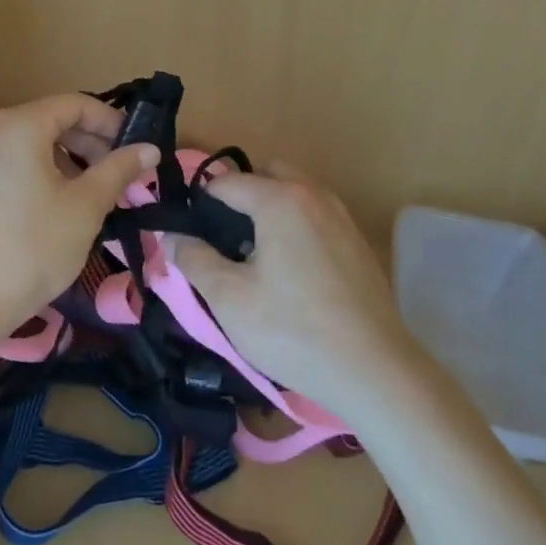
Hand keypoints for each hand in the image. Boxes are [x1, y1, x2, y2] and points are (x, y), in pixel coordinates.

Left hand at [0, 94, 158, 339]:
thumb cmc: (29, 249)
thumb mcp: (85, 208)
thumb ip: (118, 170)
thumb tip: (150, 148)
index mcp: (20, 125)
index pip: (77, 104)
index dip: (113, 123)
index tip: (137, 151)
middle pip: (54, 121)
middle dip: (93, 145)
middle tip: (122, 178)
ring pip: (35, 145)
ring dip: (71, 162)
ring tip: (96, 197)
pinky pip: (15, 164)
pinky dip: (44, 175)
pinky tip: (60, 210)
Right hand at [173, 163, 413, 415]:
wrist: (375, 370)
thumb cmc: (293, 331)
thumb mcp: (230, 299)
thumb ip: (194, 260)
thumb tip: (170, 235)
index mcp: (279, 199)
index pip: (226, 182)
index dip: (200, 203)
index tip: (188, 233)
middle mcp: (312, 194)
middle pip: (267, 174)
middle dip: (241, 195)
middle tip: (225, 239)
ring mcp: (341, 215)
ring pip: (295, 192)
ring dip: (271, 208)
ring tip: (256, 256)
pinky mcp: (357, 241)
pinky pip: (316, 214)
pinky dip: (296, 225)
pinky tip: (292, 272)